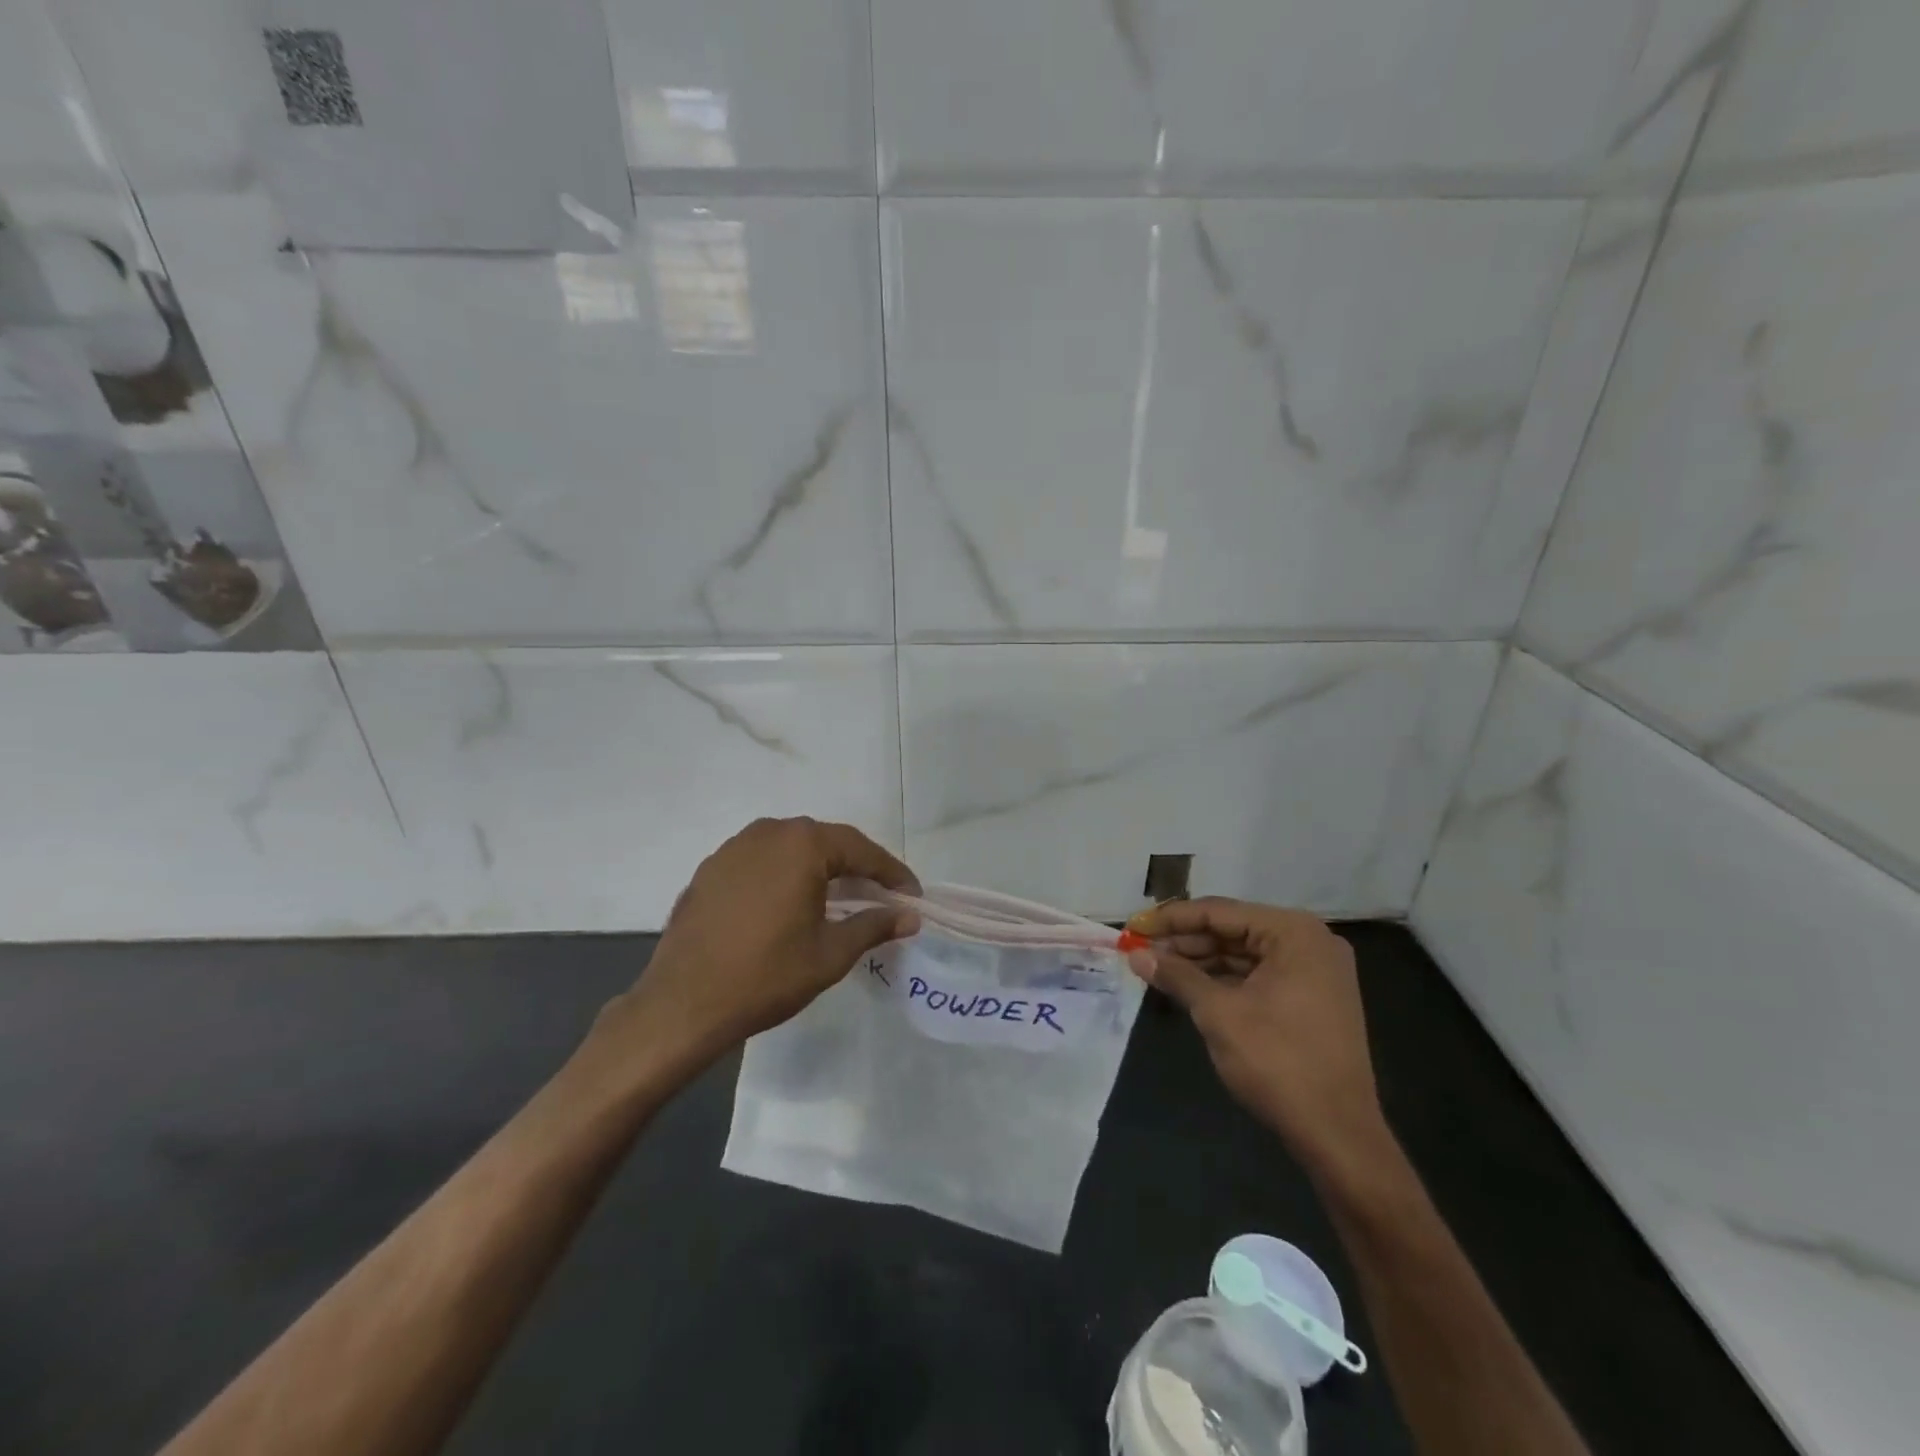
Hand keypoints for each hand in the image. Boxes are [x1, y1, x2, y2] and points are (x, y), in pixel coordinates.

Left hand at [608, 818, 919, 1069]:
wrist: (682, 1004)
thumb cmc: (766, 976)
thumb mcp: (830, 953)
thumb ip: (874, 925)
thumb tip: (910, 917)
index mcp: (802, 844)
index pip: (861, 850)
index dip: (891, 873)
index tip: (912, 895)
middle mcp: (769, 832)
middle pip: (826, 842)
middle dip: (857, 866)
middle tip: (880, 895)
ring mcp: (734, 848)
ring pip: (792, 848)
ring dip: (820, 868)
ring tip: (839, 897)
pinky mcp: (711, 868)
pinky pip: (762, 861)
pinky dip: (785, 875)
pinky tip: (791, 903)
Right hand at [1125, 898, 1394, 1185]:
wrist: (1338, 1134)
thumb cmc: (1277, 1062)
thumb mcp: (1218, 1013)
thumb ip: (1177, 975)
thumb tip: (1136, 954)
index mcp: (1293, 933)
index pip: (1219, 912)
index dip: (1172, 919)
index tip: (1134, 926)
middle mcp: (1309, 942)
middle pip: (1233, 929)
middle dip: (1186, 941)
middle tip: (1141, 950)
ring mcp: (1315, 972)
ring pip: (1244, 953)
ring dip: (1201, 961)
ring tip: (1158, 968)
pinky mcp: (1312, 999)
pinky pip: (1259, 975)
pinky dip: (1225, 980)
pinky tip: (1190, 986)